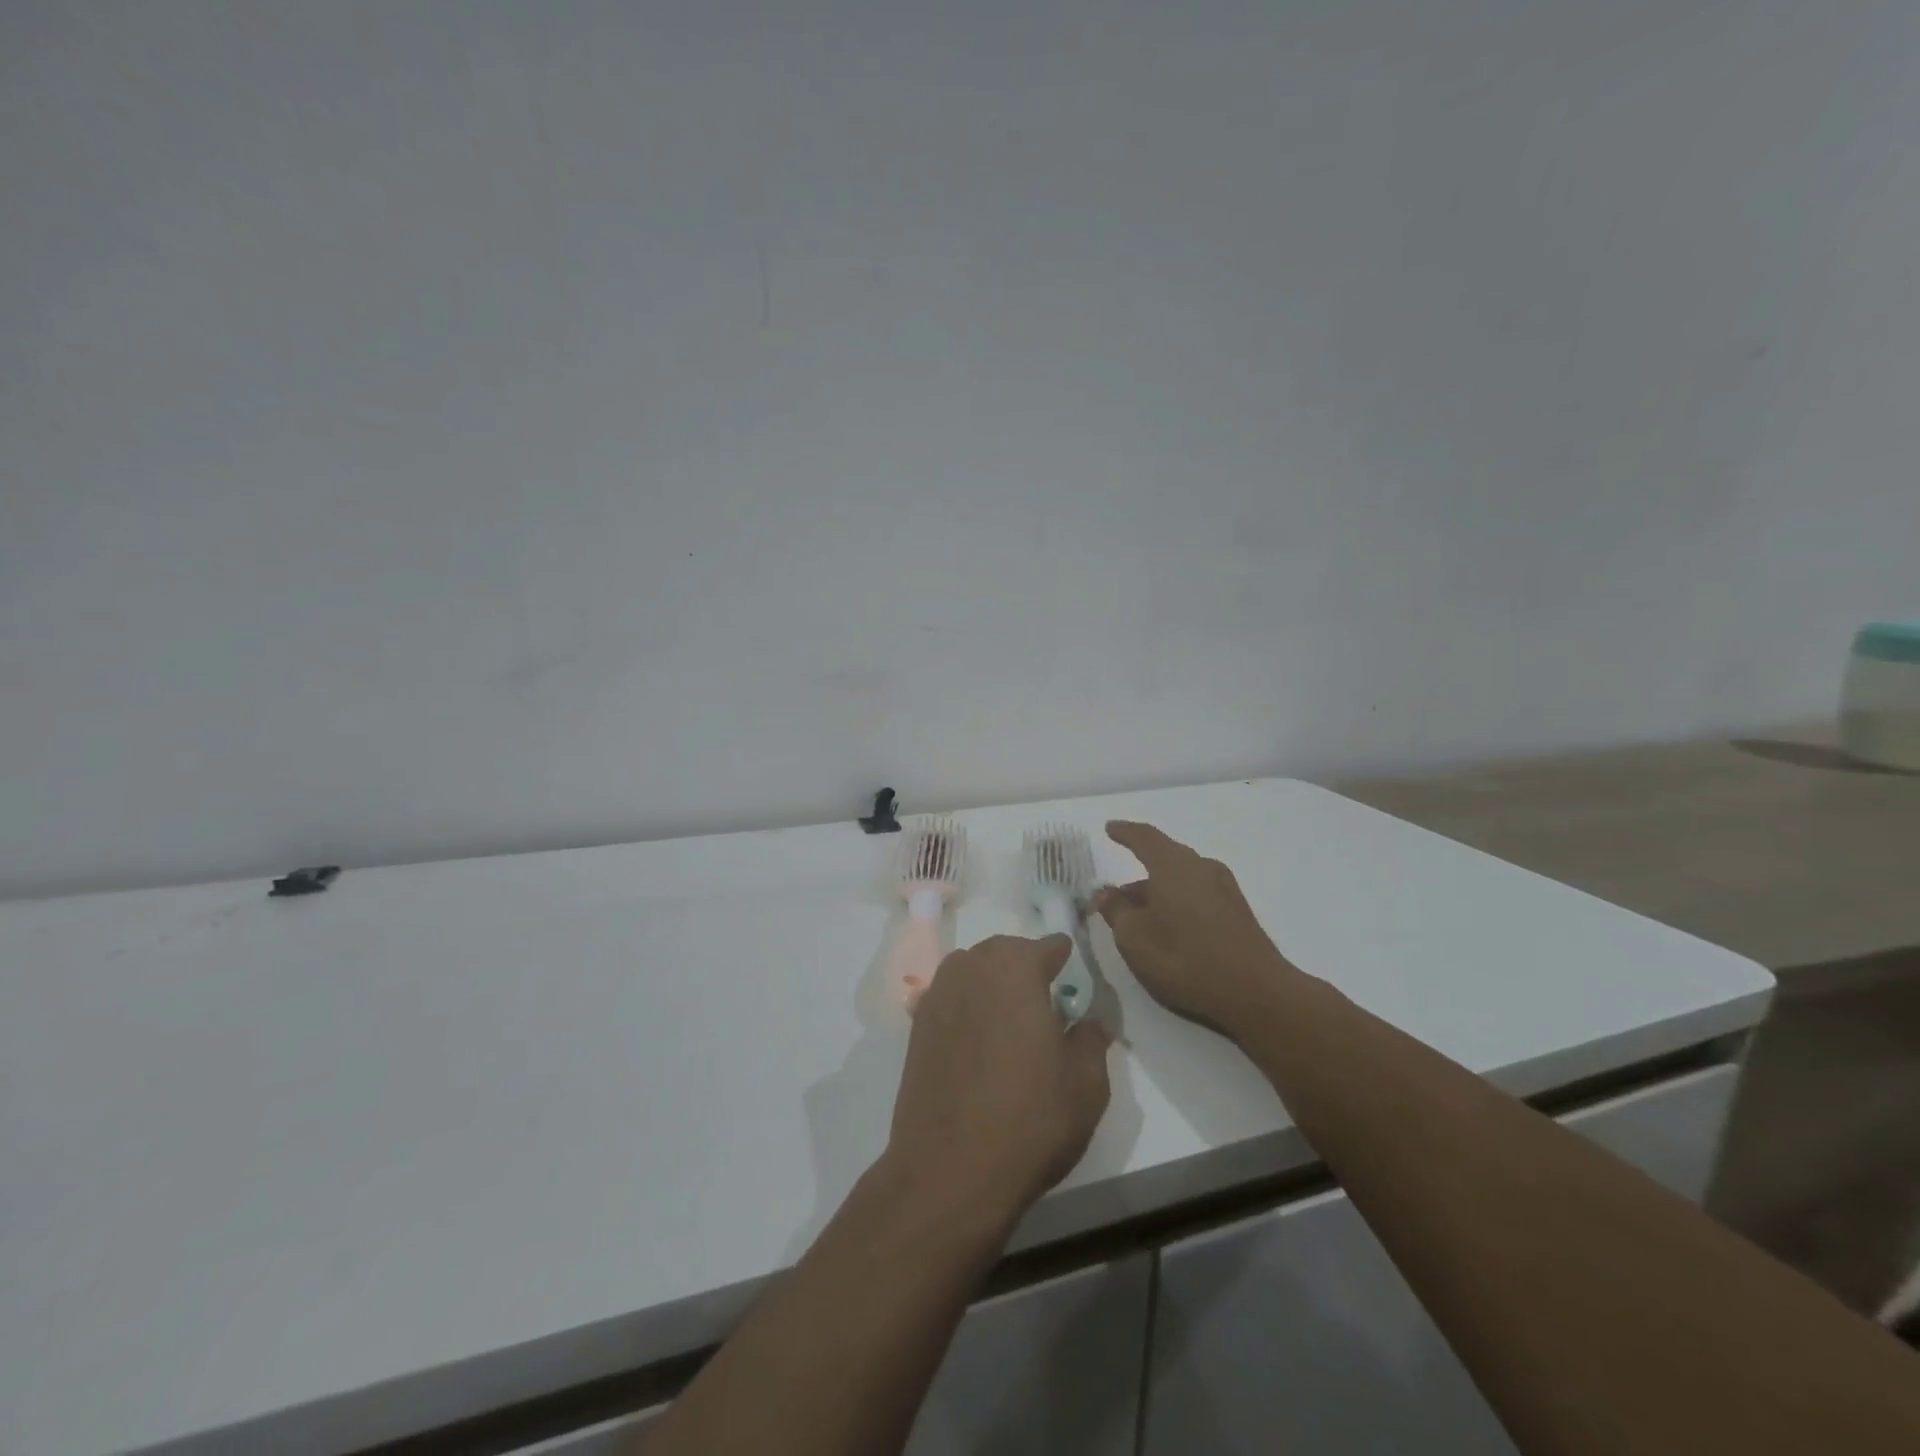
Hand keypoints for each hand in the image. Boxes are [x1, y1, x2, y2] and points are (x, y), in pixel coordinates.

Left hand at [887, 935, 1111, 1226]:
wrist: (950, 1170)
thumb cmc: (1030, 1118)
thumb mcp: (1086, 1082)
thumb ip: (1092, 1038)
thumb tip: (1090, 1020)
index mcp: (1016, 968)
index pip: (1048, 946)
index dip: (1064, 957)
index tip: (1074, 976)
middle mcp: (972, 968)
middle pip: (1004, 951)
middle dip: (1025, 964)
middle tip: (1045, 997)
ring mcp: (938, 995)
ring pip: (971, 970)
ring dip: (992, 981)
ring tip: (1010, 1016)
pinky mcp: (916, 1027)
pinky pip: (949, 998)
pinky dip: (967, 1005)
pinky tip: (978, 1038)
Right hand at [1094, 820, 1294, 1037]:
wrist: (1256, 992)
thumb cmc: (1185, 958)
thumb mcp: (1134, 938)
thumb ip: (1116, 910)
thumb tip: (1106, 894)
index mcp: (1173, 865)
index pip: (1144, 837)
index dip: (1124, 832)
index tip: (1110, 828)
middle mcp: (1201, 867)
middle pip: (1164, 859)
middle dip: (1137, 874)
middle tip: (1115, 895)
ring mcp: (1223, 888)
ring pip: (1180, 879)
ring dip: (1157, 892)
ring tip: (1138, 917)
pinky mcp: (1237, 911)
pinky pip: (1196, 894)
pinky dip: (1176, 902)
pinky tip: (1169, 927)